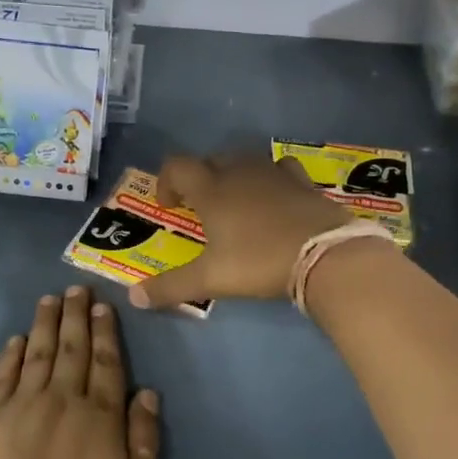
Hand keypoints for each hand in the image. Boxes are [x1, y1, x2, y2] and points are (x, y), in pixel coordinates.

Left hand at [0, 286, 160, 458]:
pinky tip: (18, 338)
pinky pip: (4, 376)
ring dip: (45, 323)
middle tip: (77, 289)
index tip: (103, 306)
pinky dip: (12, 354)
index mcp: (100, 417)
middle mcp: (63, 401)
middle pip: (72, 348)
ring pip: (38, 353)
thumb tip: (148, 392)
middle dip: (76, 316)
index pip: (106, 363)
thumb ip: (144, 439)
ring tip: (50, 299)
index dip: (106, 332)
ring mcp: (24, 407)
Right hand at [131, 152, 352, 310]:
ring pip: (244, 161)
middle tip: (199, 209)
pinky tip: (274, 197)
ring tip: (235, 203)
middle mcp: (239, 173)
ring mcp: (273, 173)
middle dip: (199, 179)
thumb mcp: (210, 279)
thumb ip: (170, 287)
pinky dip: (270, 178)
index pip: (178, 166)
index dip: (166, 180)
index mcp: (212, 190)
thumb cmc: (259, 262)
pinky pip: (279, 168)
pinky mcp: (302, 181)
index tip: (169, 206)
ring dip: (232, 176)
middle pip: (210, 160)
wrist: (324, 255)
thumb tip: (132, 297)